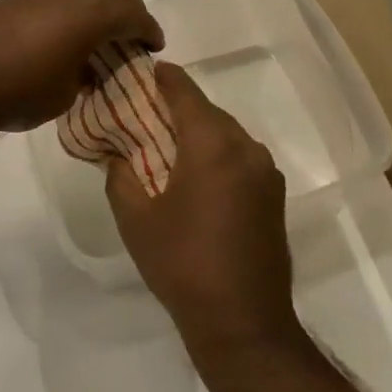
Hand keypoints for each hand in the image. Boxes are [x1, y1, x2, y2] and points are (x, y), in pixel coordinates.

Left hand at [0, 0, 162, 134]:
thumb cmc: (24, 89)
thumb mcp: (68, 92)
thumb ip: (86, 73)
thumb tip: (84, 67)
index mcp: (95, 10)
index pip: (135, 15)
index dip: (149, 31)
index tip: (154, 46)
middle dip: (128, 10)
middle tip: (133, 34)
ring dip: (98, 6)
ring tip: (100, 33)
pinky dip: (72, 9)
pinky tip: (65, 32)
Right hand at [106, 63, 297, 355]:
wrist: (243, 321)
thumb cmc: (182, 264)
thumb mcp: (135, 219)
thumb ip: (120, 175)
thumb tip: (117, 154)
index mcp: (213, 145)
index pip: (185, 91)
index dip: (162, 77)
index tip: (142, 70)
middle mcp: (246, 148)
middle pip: (207, 111)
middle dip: (176, 108)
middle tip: (143, 114)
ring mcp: (266, 172)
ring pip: (226, 134)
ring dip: (197, 132)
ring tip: (166, 146)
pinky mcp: (274, 195)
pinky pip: (240, 157)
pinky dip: (216, 154)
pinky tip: (195, 175)